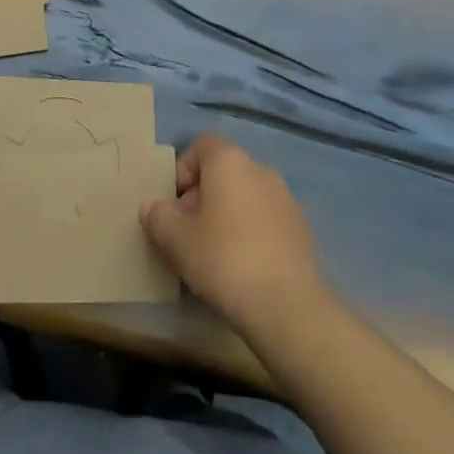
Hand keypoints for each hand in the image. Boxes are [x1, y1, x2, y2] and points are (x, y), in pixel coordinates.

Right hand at [141, 134, 326, 336]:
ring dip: (226, 214)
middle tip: (188, 234)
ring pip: (245, 195)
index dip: (182, 170)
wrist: (289, 307)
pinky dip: (250, 231)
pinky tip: (243, 266)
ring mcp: (286, 198)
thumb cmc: (224, 260)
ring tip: (214, 253)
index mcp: (230, 161)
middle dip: (201, 197)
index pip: (201, 145)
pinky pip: (265, 218)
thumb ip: (158, 217)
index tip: (174, 206)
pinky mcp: (302, 227)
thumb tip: (152, 207)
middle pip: (223, 171)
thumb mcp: (176, 240)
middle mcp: (261, 169)